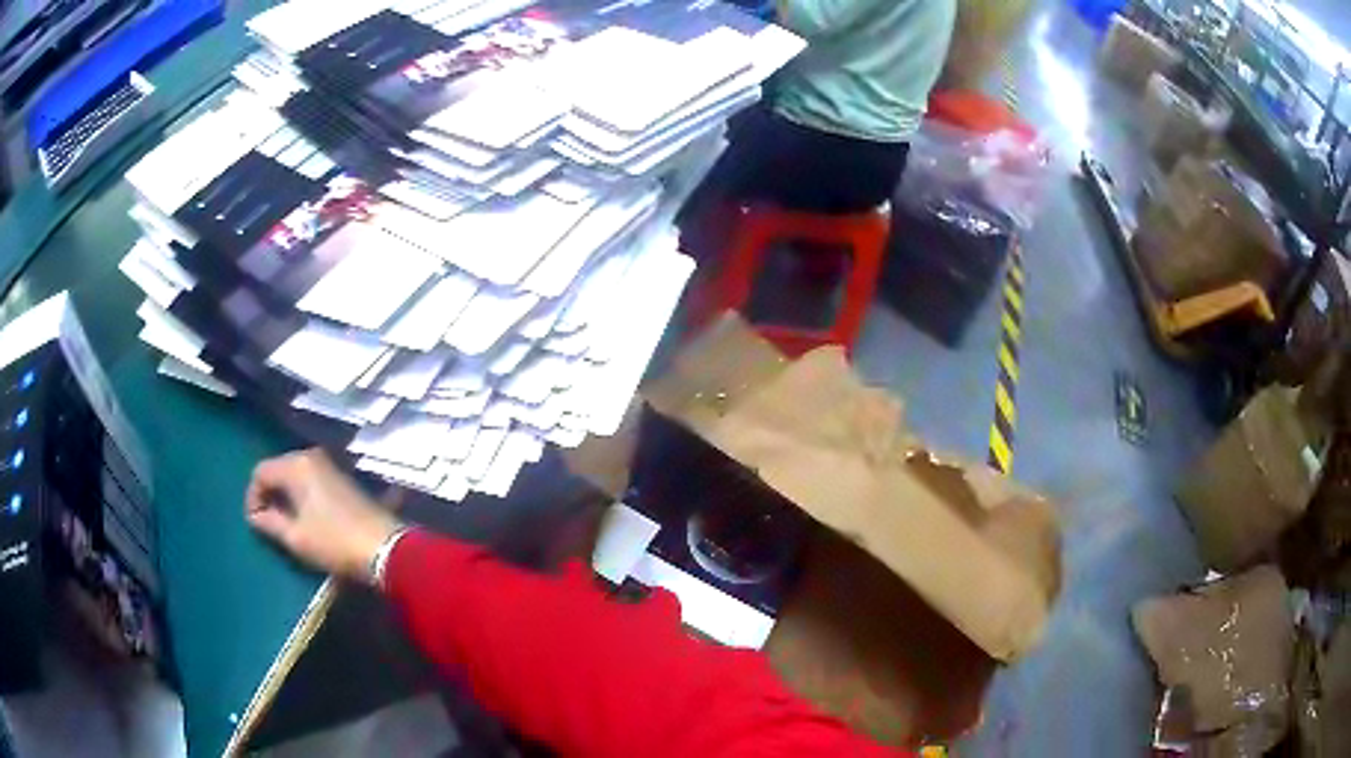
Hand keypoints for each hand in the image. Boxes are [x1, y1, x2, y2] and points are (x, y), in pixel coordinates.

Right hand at [245, 449, 401, 582]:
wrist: (385, 547)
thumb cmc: (334, 543)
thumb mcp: (296, 537)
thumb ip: (270, 523)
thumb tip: (256, 516)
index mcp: (296, 465)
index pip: (260, 472)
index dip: (252, 497)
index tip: (255, 523)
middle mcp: (311, 457)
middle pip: (277, 469)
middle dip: (268, 495)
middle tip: (267, 524)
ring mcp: (329, 466)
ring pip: (294, 475)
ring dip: (284, 496)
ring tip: (284, 524)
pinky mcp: (342, 478)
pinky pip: (310, 481)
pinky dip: (300, 495)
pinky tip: (303, 518)